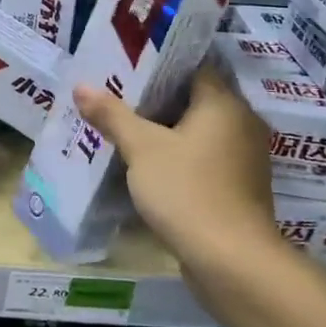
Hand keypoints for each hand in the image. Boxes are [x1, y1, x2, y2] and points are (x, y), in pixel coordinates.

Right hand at [73, 66, 279, 271]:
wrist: (232, 262)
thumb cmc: (188, 191)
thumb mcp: (142, 149)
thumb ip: (112, 115)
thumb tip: (81, 86)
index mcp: (224, 104)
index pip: (194, 67)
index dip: (159, 64)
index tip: (126, 65)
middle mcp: (242, 123)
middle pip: (194, 99)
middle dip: (156, 98)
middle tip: (116, 94)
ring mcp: (243, 158)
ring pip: (199, 131)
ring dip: (166, 130)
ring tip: (125, 127)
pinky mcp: (238, 187)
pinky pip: (204, 158)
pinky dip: (179, 156)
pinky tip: (147, 163)